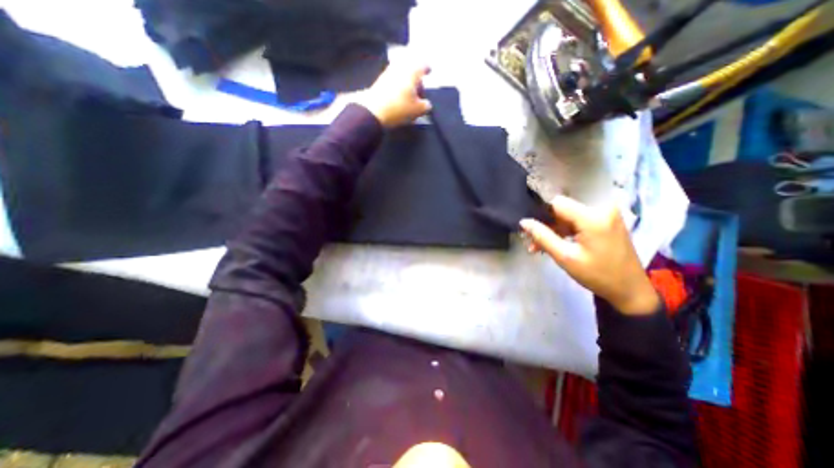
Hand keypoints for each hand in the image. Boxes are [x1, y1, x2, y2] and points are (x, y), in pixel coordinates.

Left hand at [357, 63, 433, 127]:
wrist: (374, 111)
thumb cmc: (399, 108)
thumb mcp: (418, 110)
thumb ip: (425, 106)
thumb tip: (427, 104)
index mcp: (412, 71)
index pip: (423, 64)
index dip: (427, 68)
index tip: (429, 71)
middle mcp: (400, 67)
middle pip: (410, 66)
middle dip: (416, 74)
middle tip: (419, 85)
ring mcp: (388, 73)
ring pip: (401, 72)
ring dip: (406, 80)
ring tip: (410, 92)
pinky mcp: (380, 81)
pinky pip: (393, 79)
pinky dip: (398, 84)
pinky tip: (400, 95)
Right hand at [520, 196, 662, 316]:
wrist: (631, 290)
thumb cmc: (598, 275)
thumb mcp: (565, 257)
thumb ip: (542, 236)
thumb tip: (523, 222)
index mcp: (593, 217)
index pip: (557, 203)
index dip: (540, 214)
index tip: (530, 229)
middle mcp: (601, 209)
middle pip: (562, 210)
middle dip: (546, 225)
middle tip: (532, 243)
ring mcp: (606, 215)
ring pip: (568, 216)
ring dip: (553, 230)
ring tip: (539, 248)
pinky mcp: (606, 221)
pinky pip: (578, 222)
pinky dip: (565, 232)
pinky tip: (555, 245)